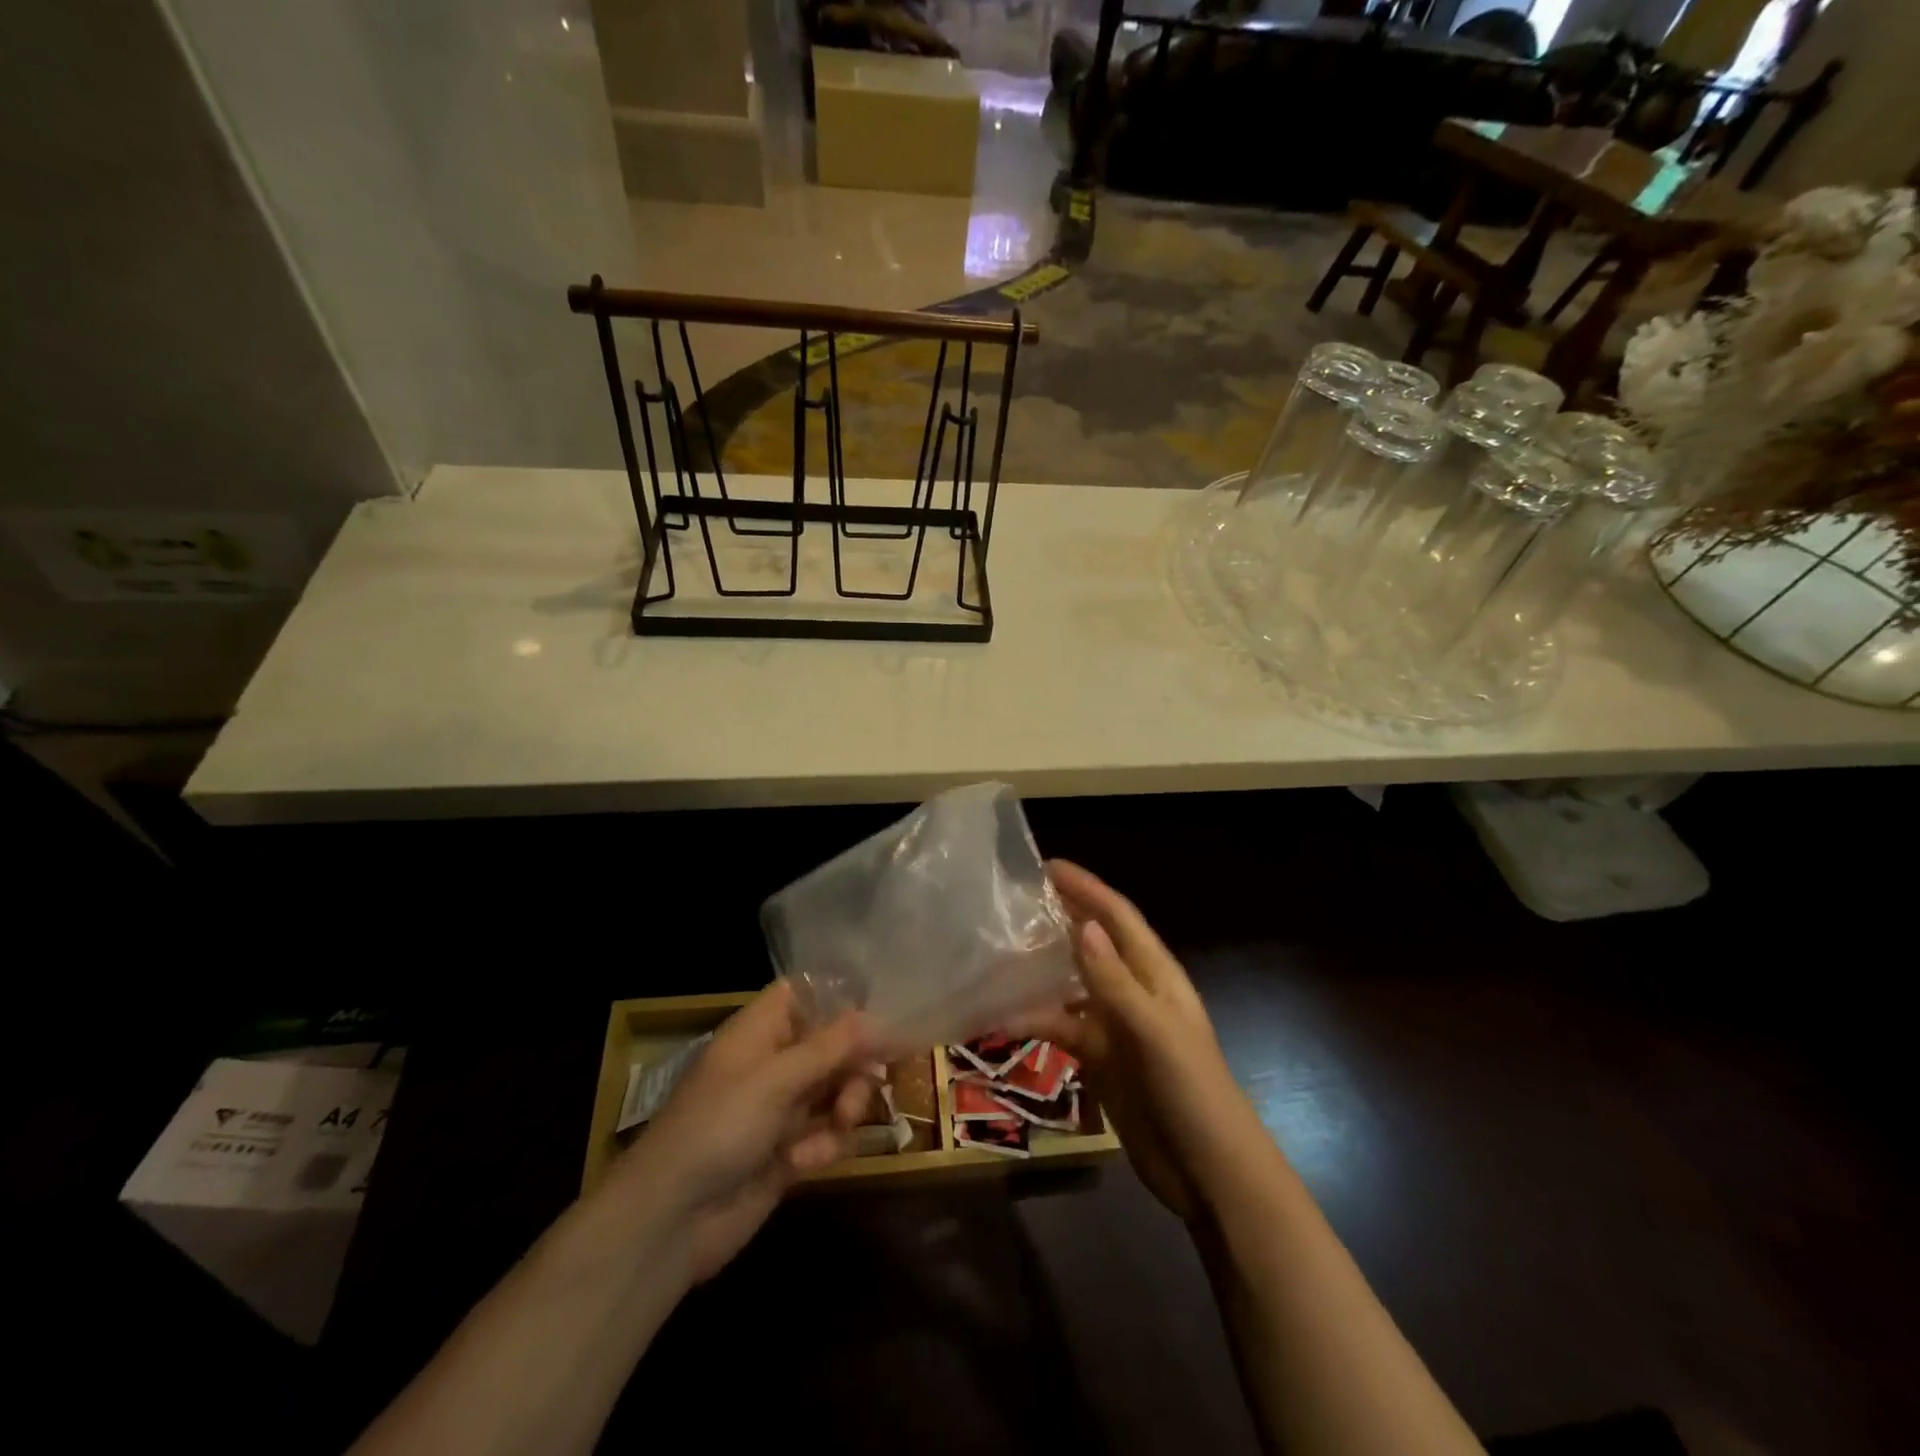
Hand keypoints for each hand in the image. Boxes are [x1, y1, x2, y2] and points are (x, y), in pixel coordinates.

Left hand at [601, 983, 872, 1284]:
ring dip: (847, 1104)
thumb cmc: (719, 1127)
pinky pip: (827, 1134)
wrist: (670, 1220)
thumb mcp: (776, 1079)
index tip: (878, 1009)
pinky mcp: (788, 1152)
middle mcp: (773, 1063)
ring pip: (836, 1089)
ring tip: (842, 1124)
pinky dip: (825, 1145)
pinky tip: (804, 1162)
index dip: (838, 997)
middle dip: (855, 1061)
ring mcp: (780, 1109)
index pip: (803, 994)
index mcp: (760, 1031)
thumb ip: (831, 1047)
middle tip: (870, 1079)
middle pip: (832, 1043)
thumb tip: (877, 1016)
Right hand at [1020, 860, 1278, 1221]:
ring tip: (998, 954)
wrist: (1210, 1173)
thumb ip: (1116, 982)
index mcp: (1156, 975)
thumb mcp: (1155, 1032)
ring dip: (1041, 971)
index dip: (1087, 888)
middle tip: (1013, 902)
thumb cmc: (1192, 1092)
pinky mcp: (1102, 1059)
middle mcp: (1134, 992)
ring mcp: (1117, 1026)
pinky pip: (1063, 1028)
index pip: (1118, 917)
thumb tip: (1085, 926)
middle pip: (1092, 944)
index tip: (1046, 866)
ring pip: (1072, 985)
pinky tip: (1004, 1019)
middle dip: (1060, 919)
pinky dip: (1036, 1021)